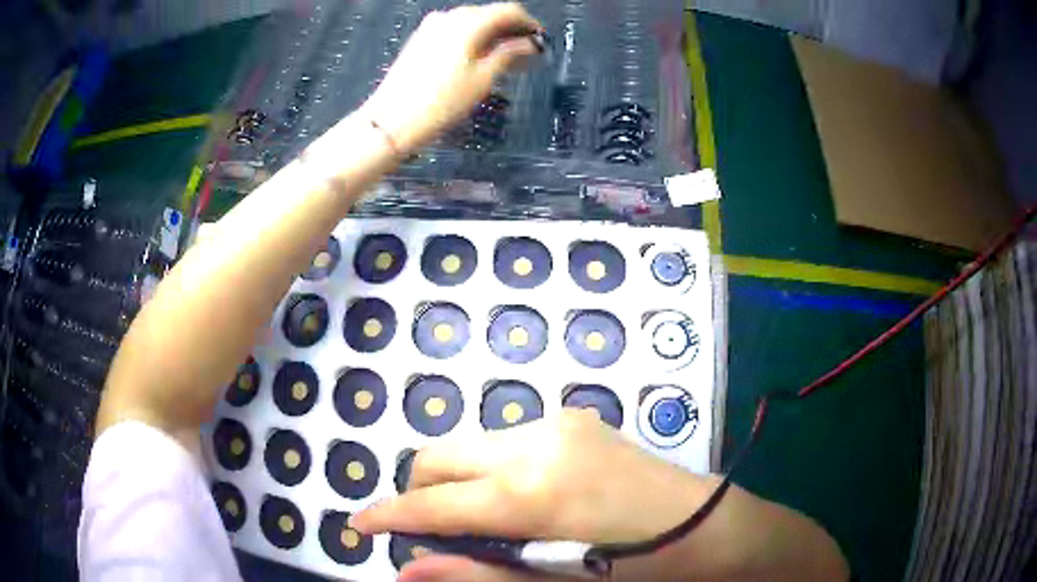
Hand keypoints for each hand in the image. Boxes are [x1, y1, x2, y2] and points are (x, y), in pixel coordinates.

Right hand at [351, 410, 717, 580]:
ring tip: (479, 522)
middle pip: (437, 456)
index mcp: (530, 491)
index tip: (358, 526)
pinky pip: (503, 441)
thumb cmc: (637, 568)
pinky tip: (517, 500)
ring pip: (469, 445)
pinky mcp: (573, 418)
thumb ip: (476, 572)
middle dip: (418, 494)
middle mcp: (534, 441)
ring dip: (456, 481)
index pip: (432, 503)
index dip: (388, 516)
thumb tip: (405, 571)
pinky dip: (489, 469)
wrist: (710, 525)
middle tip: (428, 532)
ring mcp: (556, 421)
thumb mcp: (554, 581)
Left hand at [359, 3, 542, 155]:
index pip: (509, 10)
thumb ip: (509, 54)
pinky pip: (455, 30)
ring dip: (493, 35)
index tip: (541, 41)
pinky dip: (473, 39)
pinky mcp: (421, 38)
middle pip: (490, 14)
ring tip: (506, 59)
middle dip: (511, 30)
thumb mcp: (483, 79)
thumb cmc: (442, 102)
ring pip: (472, 22)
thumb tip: (530, 43)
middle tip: (527, 53)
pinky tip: (480, 58)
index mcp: (468, 22)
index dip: (529, 24)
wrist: (392, 121)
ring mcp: (432, 26)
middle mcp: (450, 16)